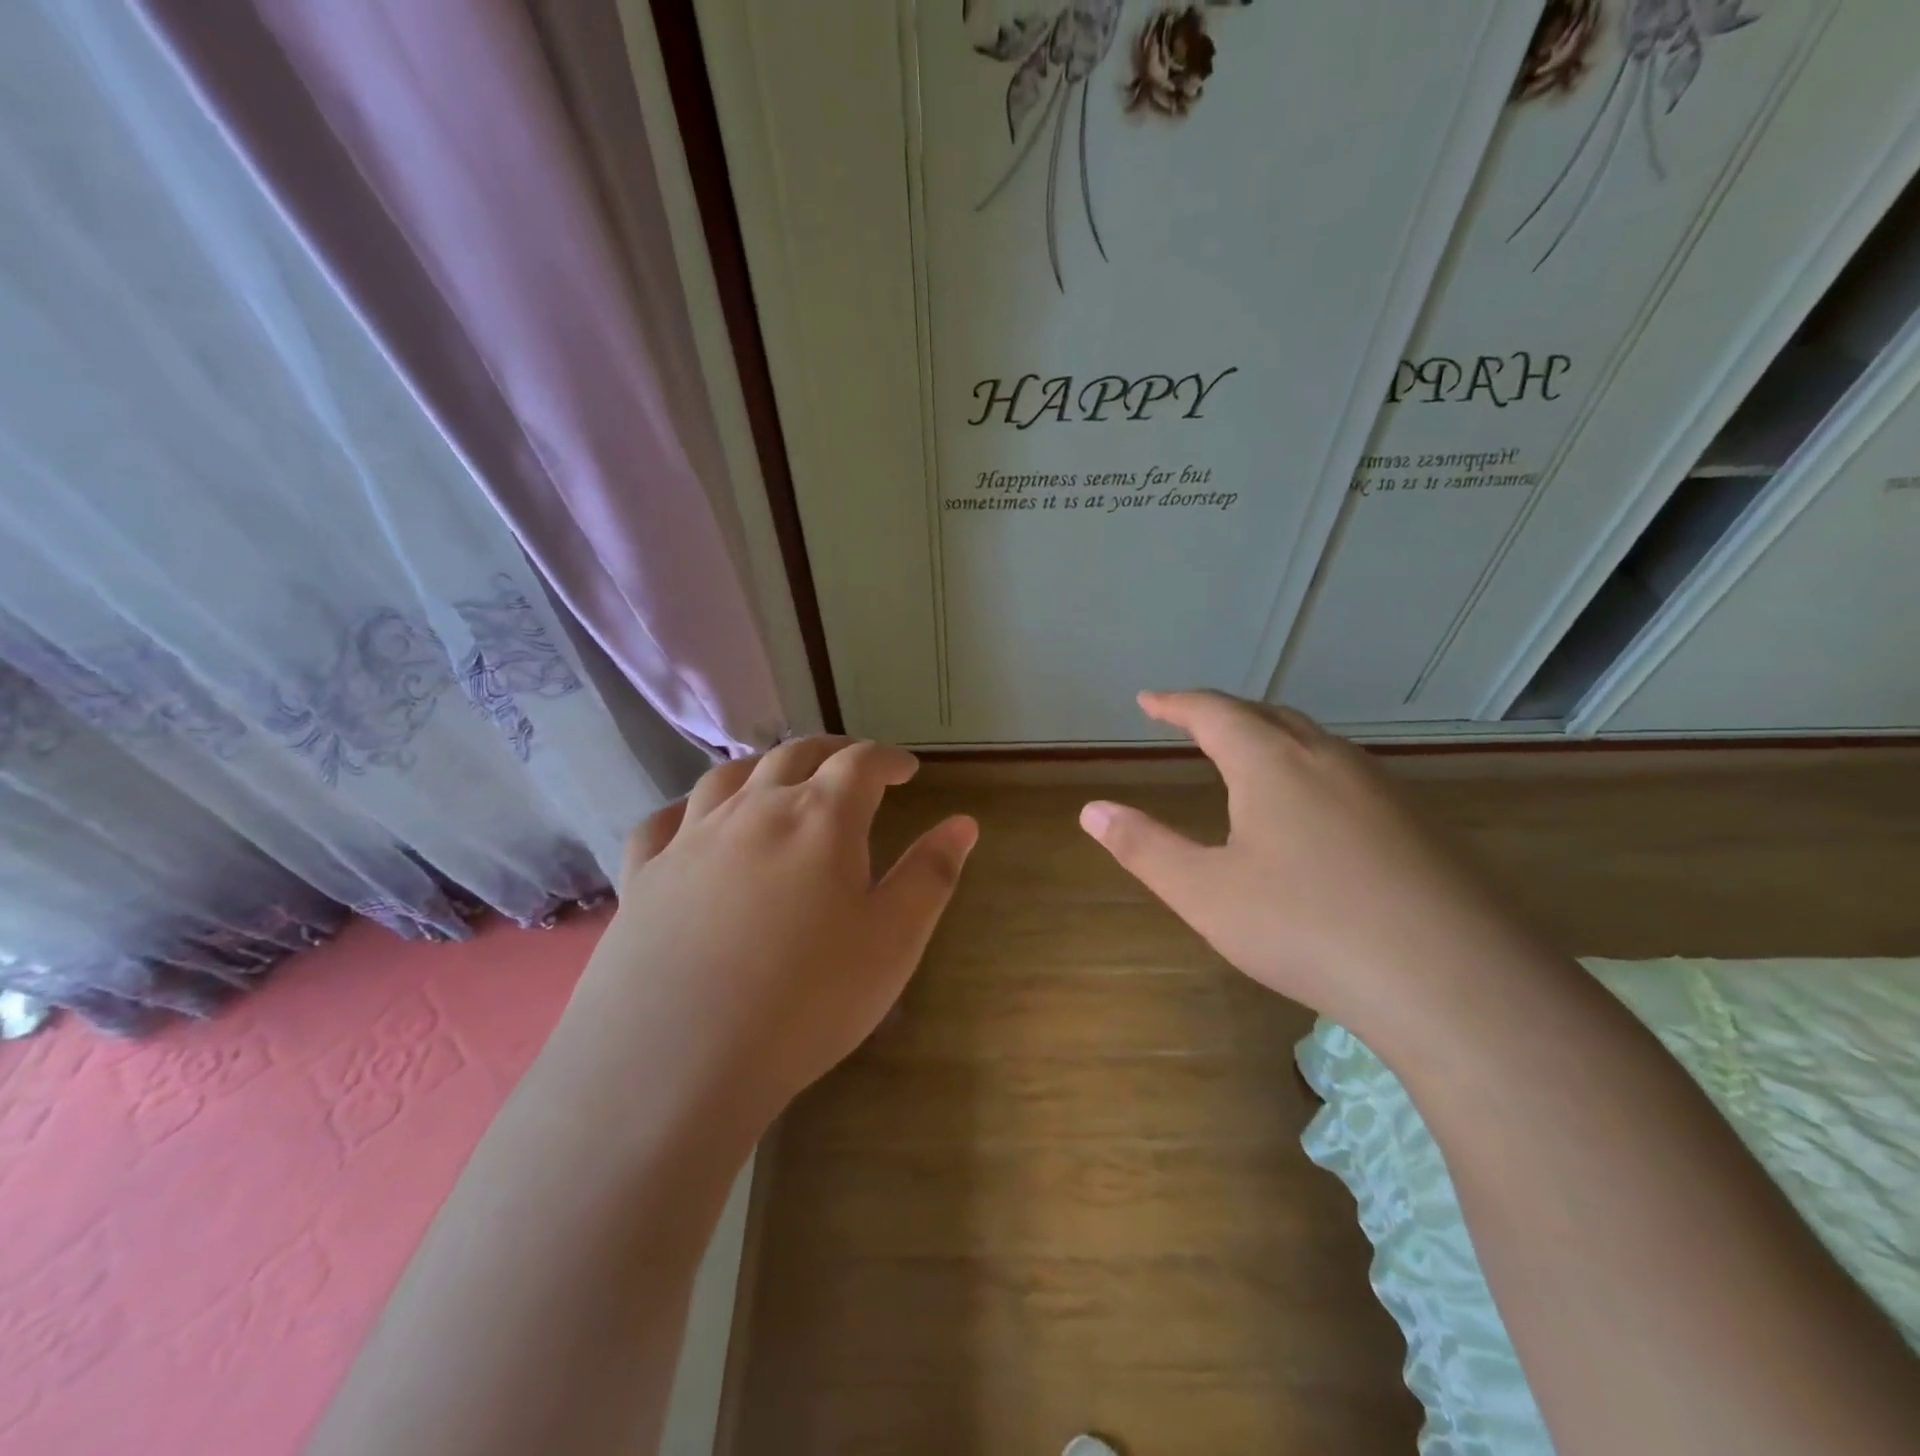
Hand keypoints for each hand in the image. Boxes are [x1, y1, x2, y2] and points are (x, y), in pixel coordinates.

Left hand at [557, 737, 976, 1136]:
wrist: (677, 1061)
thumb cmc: (806, 1000)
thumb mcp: (893, 941)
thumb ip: (931, 875)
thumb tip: (963, 822)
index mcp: (820, 818)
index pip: (861, 763)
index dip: (888, 759)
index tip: (907, 770)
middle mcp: (754, 810)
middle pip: (795, 755)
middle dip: (832, 752)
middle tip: (852, 763)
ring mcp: (691, 838)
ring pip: (729, 776)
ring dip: (764, 766)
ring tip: (780, 778)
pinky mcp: (643, 875)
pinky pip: (663, 822)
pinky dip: (688, 809)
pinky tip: (693, 821)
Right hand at [1079, 691, 1538, 1036]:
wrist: (1454, 979)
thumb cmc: (1307, 927)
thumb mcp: (1206, 893)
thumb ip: (1145, 848)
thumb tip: (1092, 810)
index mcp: (1272, 764)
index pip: (1214, 713)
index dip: (1177, 704)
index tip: (1149, 700)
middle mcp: (1328, 760)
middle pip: (1268, 715)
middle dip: (1224, 713)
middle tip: (1193, 721)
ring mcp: (1381, 789)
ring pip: (1315, 742)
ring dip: (1272, 736)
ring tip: (1248, 755)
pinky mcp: (1417, 824)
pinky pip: (1348, 774)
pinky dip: (1310, 769)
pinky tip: (1315, 810)